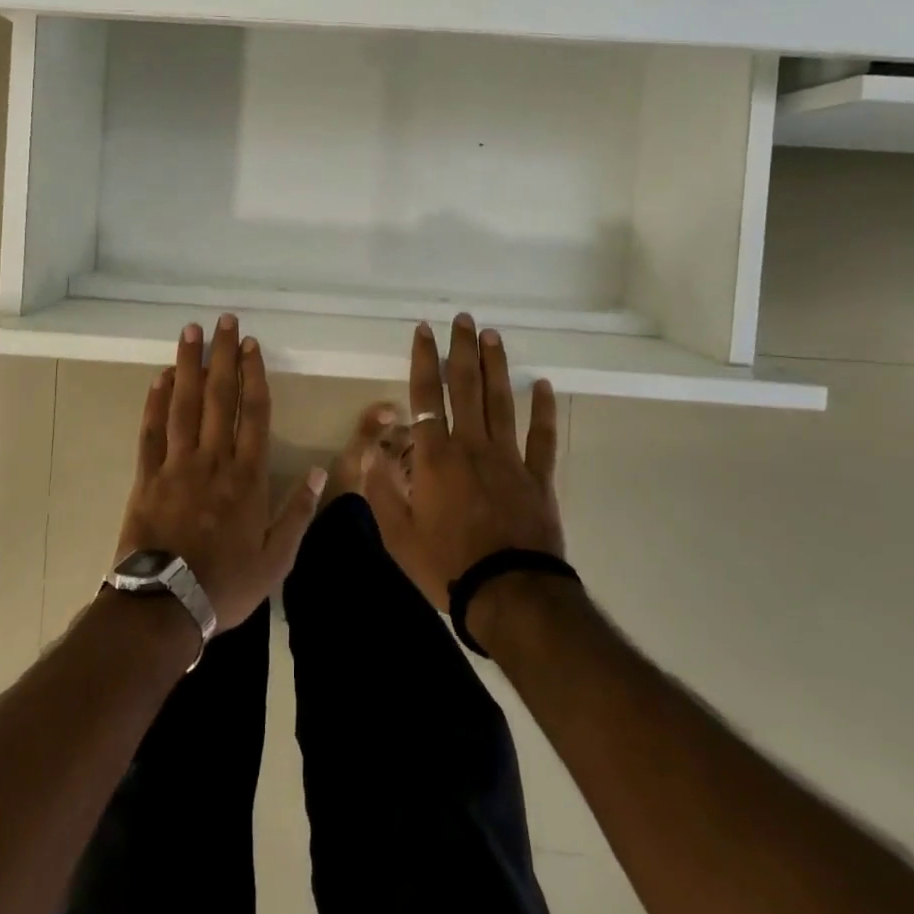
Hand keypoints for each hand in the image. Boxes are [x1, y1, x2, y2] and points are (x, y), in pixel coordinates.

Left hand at [116, 314, 325, 630]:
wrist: (166, 607)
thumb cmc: (226, 584)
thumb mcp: (276, 558)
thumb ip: (298, 512)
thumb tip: (320, 471)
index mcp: (247, 476)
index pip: (254, 413)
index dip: (254, 374)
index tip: (252, 345)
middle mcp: (214, 460)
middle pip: (220, 398)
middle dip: (223, 356)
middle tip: (224, 321)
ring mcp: (177, 465)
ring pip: (185, 405)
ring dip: (188, 365)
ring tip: (191, 332)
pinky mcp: (147, 477)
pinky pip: (152, 432)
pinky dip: (155, 403)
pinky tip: (160, 377)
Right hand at [366, 314, 562, 611]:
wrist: (509, 595)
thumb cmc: (447, 565)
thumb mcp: (398, 534)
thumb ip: (381, 489)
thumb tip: (370, 452)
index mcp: (436, 456)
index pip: (426, 396)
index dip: (424, 359)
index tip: (425, 330)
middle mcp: (472, 445)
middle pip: (467, 387)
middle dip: (462, 350)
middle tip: (464, 319)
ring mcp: (509, 458)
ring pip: (501, 402)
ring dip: (496, 366)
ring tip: (492, 335)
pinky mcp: (538, 478)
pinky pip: (541, 438)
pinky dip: (543, 411)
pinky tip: (543, 386)